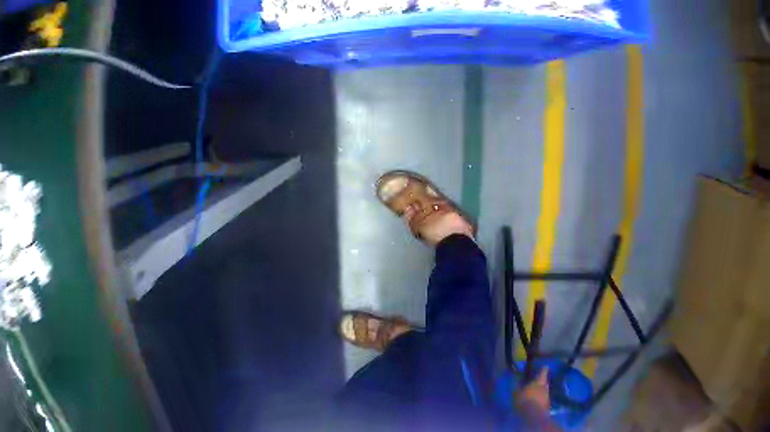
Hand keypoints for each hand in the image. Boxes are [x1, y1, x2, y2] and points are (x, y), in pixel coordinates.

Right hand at [515, 368, 560, 430]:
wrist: (534, 416)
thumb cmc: (525, 401)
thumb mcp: (517, 393)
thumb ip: (517, 385)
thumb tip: (516, 377)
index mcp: (539, 381)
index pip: (543, 371)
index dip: (542, 369)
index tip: (542, 366)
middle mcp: (545, 386)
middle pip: (544, 382)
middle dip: (541, 381)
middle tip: (535, 382)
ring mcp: (547, 396)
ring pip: (544, 391)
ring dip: (540, 391)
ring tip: (533, 394)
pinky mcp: (547, 405)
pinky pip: (543, 399)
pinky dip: (540, 399)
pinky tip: (534, 402)